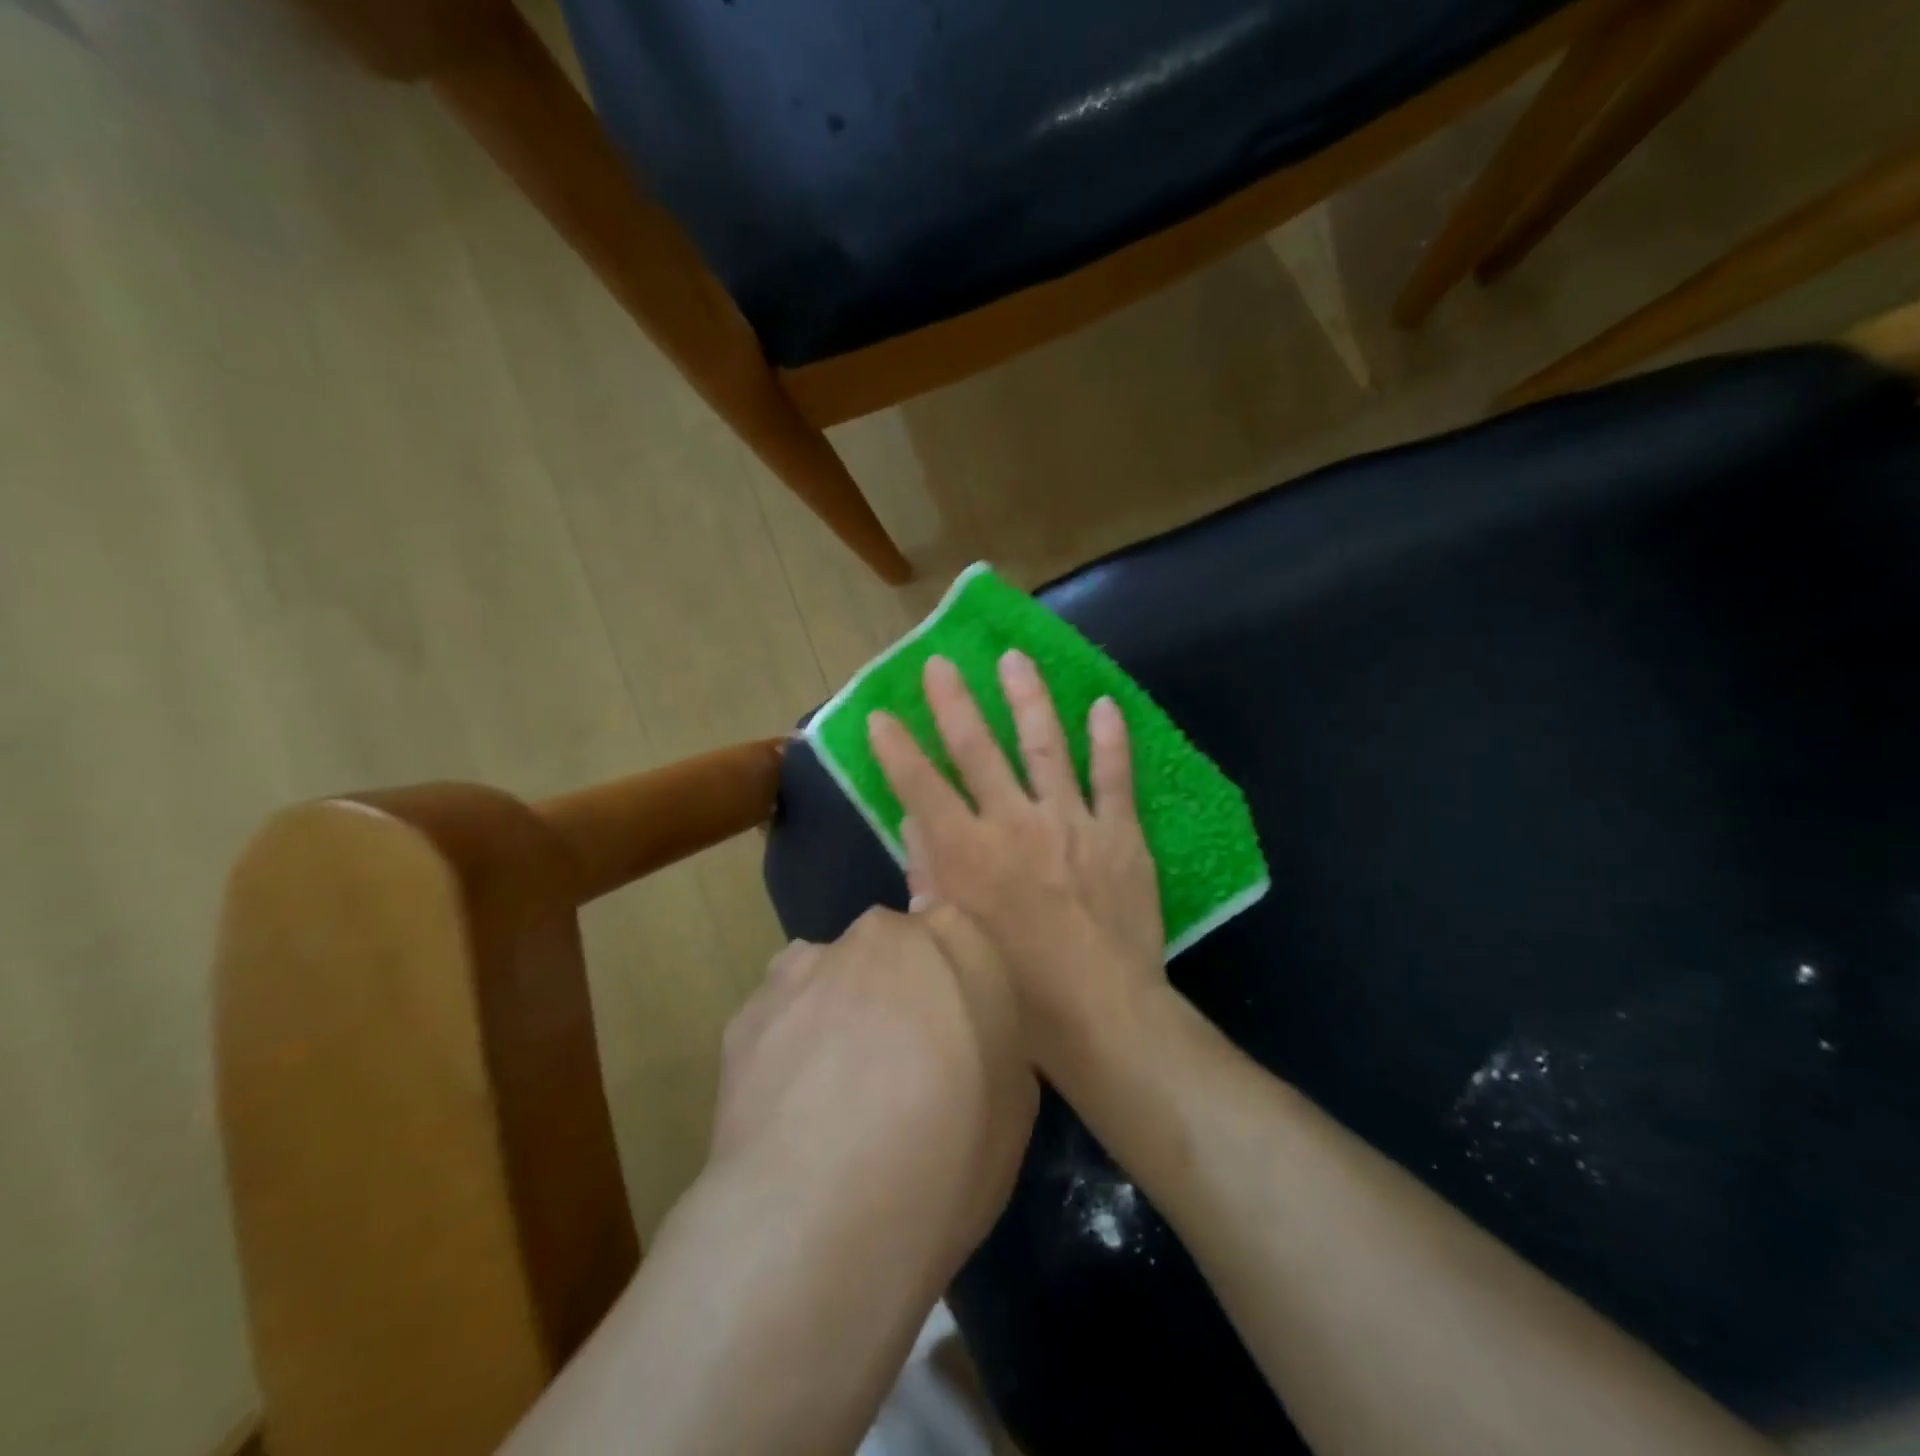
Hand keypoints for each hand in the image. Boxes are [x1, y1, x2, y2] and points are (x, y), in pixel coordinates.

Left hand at [712, 905, 1037, 1265]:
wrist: (820, 1219)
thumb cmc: (946, 1157)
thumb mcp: (1014, 1104)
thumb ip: (992, 1039)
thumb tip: (963, 1033)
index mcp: (953, 939)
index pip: (957, 934)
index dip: (953, 984)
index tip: (951, 1034)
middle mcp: (878, 935)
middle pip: (891, 949)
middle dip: (895, 989)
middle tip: (898, 1063)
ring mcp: (806, 967)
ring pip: (831, 976)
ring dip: (838, 1010)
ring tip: (836, 1091)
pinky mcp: (748, 1011)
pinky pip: (783, 1016)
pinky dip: (790, 1045)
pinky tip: (792, 1108)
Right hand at [867, 652, 1166, 1078]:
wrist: (1102, 1012)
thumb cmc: (1017, 988)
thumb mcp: (953, 937)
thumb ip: (929, 874)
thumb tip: (914, 822)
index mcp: (967, 854)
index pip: (921, 787)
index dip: (897, 749)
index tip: (881, 715)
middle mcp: (1014, 825)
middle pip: (978, 751)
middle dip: (954, 703)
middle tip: (941, 663)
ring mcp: (1070, 823)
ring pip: (1045, 746)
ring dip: (1027, 699)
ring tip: (1015, 659)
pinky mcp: (1119, 833)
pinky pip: (1114, 777)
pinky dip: (1110, 740)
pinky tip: (1103, 704)